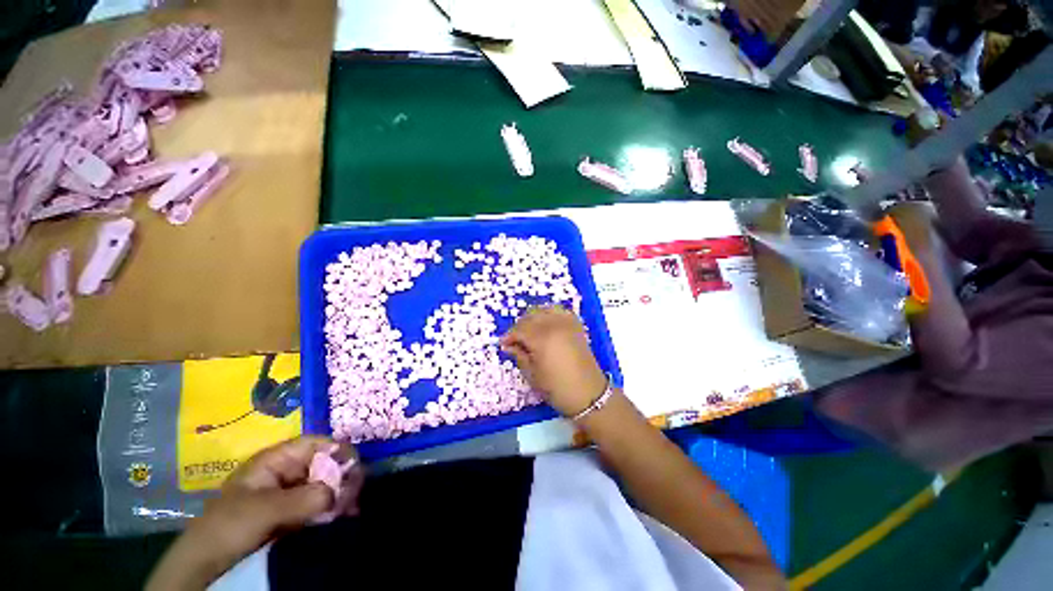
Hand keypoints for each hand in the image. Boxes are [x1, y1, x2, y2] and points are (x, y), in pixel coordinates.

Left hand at [147, 436, 360, 589]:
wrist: (207, 560)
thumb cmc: (230, 524)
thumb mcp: (266, 510)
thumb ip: (304, 498)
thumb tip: (339, 492)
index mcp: (276, 459)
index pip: (315, 443)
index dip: (337, 449)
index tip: (354, 465)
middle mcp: (286, 470)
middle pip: (324, 462)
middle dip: (342, 474)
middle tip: (356, 491)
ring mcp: (289, 491)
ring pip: (324, 483)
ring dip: (340, 493)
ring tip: (352, 506)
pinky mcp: (292, 511)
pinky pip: (319, 503)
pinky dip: (333, 507)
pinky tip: (343, 515)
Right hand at [500, 306, 607, 417]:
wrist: (589, 394)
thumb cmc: (557, 388)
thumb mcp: (533, 375)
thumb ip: (519, 356)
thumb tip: (509, 346)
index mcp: (542, 339)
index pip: (520, 330)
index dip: (509, 336)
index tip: (504, 344)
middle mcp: (554, 326)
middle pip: (530, 316)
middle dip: (520, 326)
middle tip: (515, 340)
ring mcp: (567, 324)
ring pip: (544, 310)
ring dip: (533, 318)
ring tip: (529, 331)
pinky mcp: (576, 325)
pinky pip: (559, 311)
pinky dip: (549, 314)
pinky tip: (545, 324)